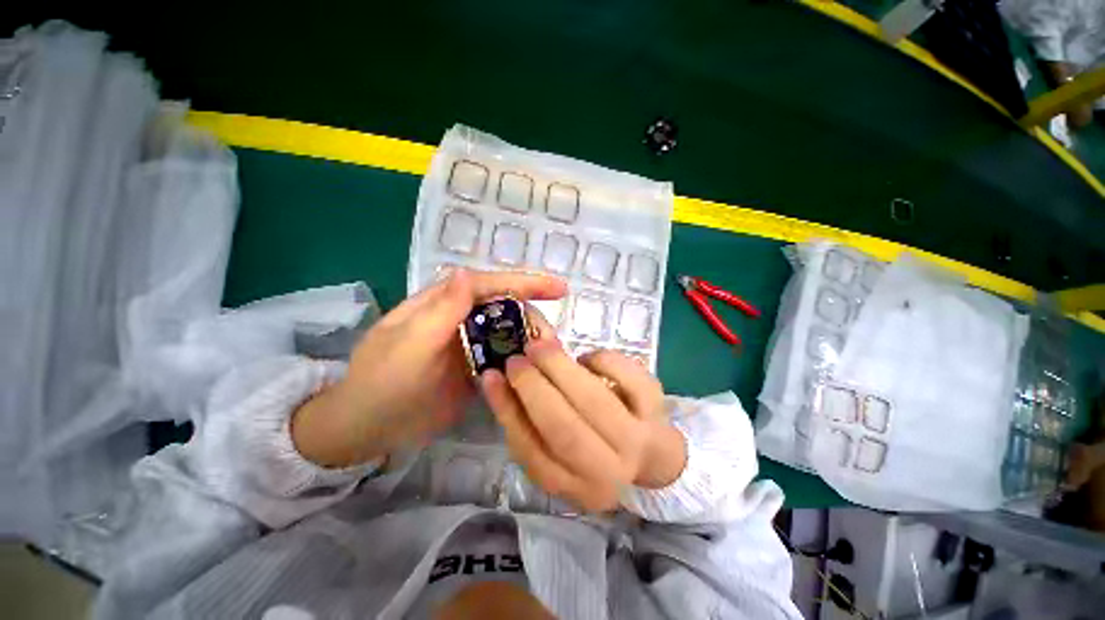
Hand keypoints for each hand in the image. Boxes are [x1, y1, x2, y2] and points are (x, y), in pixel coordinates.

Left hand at [291, 269, 566, 467]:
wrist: (368, 429)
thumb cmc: (383, 383)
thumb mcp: (408, 345)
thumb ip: (440, 311)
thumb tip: (467, 272)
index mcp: (441, 304)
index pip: (488, 284)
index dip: (524, 282)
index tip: (559, 288)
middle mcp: (459, 317)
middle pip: (505, 306)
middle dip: (532, 316)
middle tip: (552, 341)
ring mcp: (468, 343)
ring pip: (508, 331)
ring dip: (530, 339)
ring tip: (548, 356)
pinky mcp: (474, 366)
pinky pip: (504, 356)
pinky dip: (521, 359)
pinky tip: (535, 369)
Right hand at [481, 310, 686, 511]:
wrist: (656, 456)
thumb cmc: (598, 449)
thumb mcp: (561, 450)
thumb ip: (531, 420)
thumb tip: (500, 378)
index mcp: (575, 487)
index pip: (532, 451)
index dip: (508, 410)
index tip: (492, 376)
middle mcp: (608, 472)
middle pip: (564, 428)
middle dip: (533, 386)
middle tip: (518, 358)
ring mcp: (638, 441)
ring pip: (594, 402)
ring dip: (561, 368)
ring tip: (541, 346)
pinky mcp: (657, 410)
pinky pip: (630, 378)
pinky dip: (602, 360)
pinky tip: (587, 358)